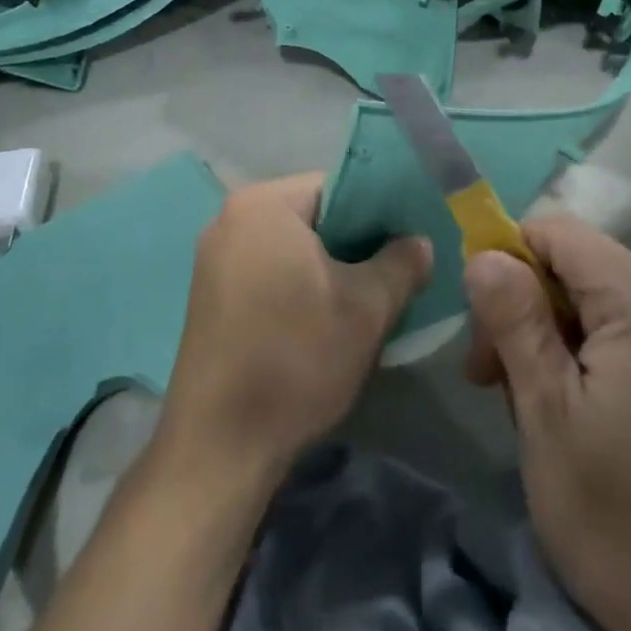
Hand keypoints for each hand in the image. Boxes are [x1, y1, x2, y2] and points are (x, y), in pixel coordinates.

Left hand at [159, 173, 431, 482]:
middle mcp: (230, 220)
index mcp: (263, 205)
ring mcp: (214, 259)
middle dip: (357, 242)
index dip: (382, 210)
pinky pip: (269, 272)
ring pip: (293, 248)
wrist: (220, 444)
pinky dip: (301, 286)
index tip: (409, 242)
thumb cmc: (296, 358)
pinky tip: (325, 321)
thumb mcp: (367, 307)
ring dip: (331, 268)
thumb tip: (419, 243)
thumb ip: (401, 262)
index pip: (339, 185)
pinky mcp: (211, 296)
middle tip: (396, 273)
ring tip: (367, 301)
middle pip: (314, 216)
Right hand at [463, 217, 630, 630]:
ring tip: (536, 406)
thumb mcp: (546, 414)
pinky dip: (598, 355)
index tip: (481, 319)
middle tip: (493, 378)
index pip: (562, 233)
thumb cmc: (619, 518)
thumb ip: (514, 320)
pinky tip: (584, 412)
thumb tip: (483, 255)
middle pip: (585, 267)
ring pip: (609, 303)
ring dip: (560, 336)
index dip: (509, 256)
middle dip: (530, 307)